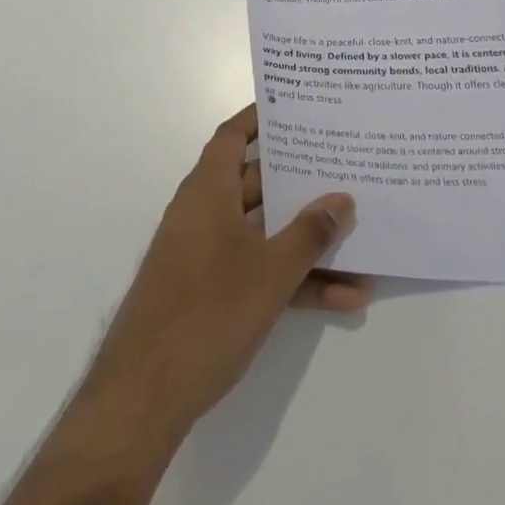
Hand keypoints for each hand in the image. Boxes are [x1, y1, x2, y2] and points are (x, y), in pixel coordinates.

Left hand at [82, 105, 366, 445]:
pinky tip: (344, 299)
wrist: (145, 396)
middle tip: (344, 168)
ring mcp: (206, 254)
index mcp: (207, 191)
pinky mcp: (211, 292)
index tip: (296, 108)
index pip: (232, 136)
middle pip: (256, 183)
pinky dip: (294, 280)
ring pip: (263, 232)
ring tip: (359, 237)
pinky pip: (259, 271)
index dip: (260, 118)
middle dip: (299, 181)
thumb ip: (309, 233)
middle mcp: (204, 213)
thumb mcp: (270, 273)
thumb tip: (342, 199)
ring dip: (306, 241)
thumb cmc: (206, 313)